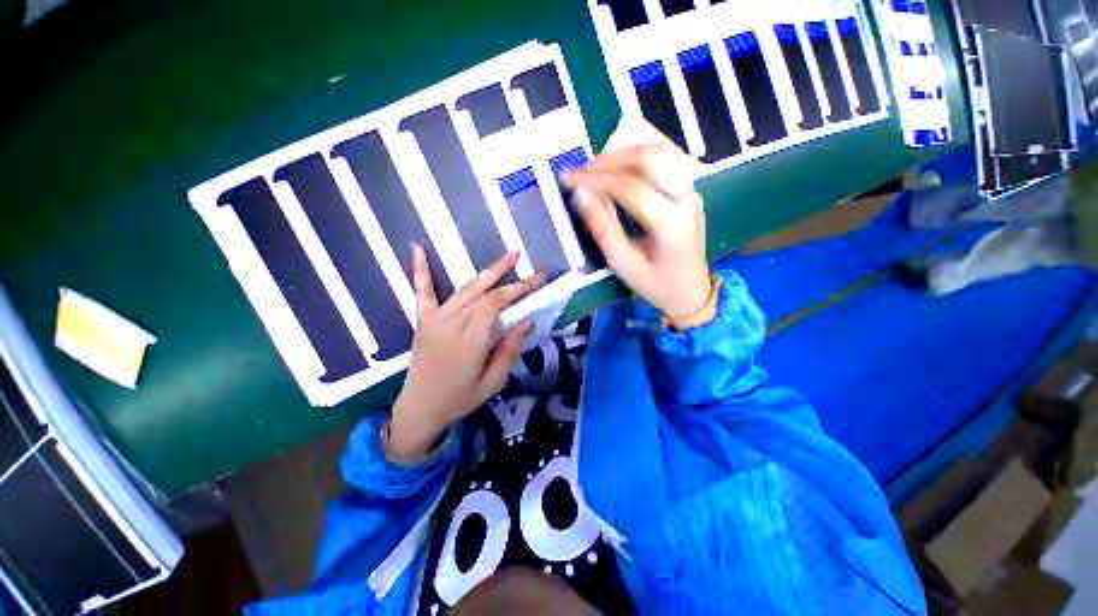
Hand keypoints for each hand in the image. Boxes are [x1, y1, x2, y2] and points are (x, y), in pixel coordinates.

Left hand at [388, 246, 545, 458]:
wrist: (420, 408)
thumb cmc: (460, 398)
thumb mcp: (492, 383)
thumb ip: (509, 351)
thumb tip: (527, 322)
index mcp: (471, 340)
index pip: (497, 304)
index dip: (519, 289)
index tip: (538, 280)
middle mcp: (453, 323)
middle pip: (485, 293)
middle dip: (509, 276)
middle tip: (527, 263)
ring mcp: (436, 319)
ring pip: (466, 289)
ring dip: (487, 271)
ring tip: (507, 256)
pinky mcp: (424, 320)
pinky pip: (423, 291)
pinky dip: (421, 270)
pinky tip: (418, 248)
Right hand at [564, 144, 713, 322]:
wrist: (689, 292)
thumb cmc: (655, 284)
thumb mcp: (622, 264)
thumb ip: (602, 229)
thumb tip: (580, 196)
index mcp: (670, 224)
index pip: (630, 188)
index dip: (597, 181)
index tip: (569, 181)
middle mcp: (686, 199)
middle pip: (650, 159)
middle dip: (610, 161)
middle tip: (582, 172)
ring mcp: (691, 191)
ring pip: (660, 153)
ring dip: (625, 154)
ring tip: (597, 168)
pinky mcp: (689, 191)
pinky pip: (667, 159)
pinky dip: (640, 157)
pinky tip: (621, 166)